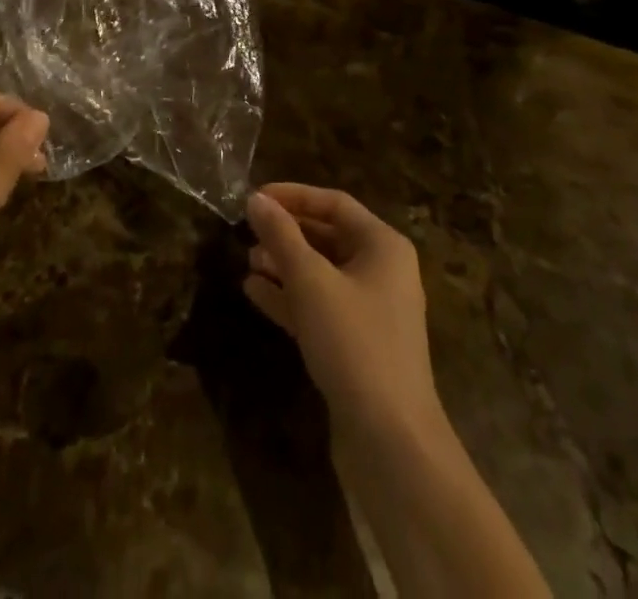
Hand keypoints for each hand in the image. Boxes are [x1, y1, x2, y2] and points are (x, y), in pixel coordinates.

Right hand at [243, 184, 443, 437]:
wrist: (391, 441)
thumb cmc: (354, 343)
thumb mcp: (311, 281)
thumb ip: (281, 236)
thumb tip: (255, 199)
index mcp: (383, 245)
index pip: (334, 203)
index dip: (293, 196)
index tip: (255, 197)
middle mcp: (382, 271)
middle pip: (328, 237)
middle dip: (286, 233)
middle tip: (246, 231)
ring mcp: (371, 311)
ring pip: (321, 274)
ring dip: (284, 265)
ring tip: (246, 261)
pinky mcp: (356, 345)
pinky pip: (319, 306)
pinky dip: (289, 297)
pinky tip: (254, 293)